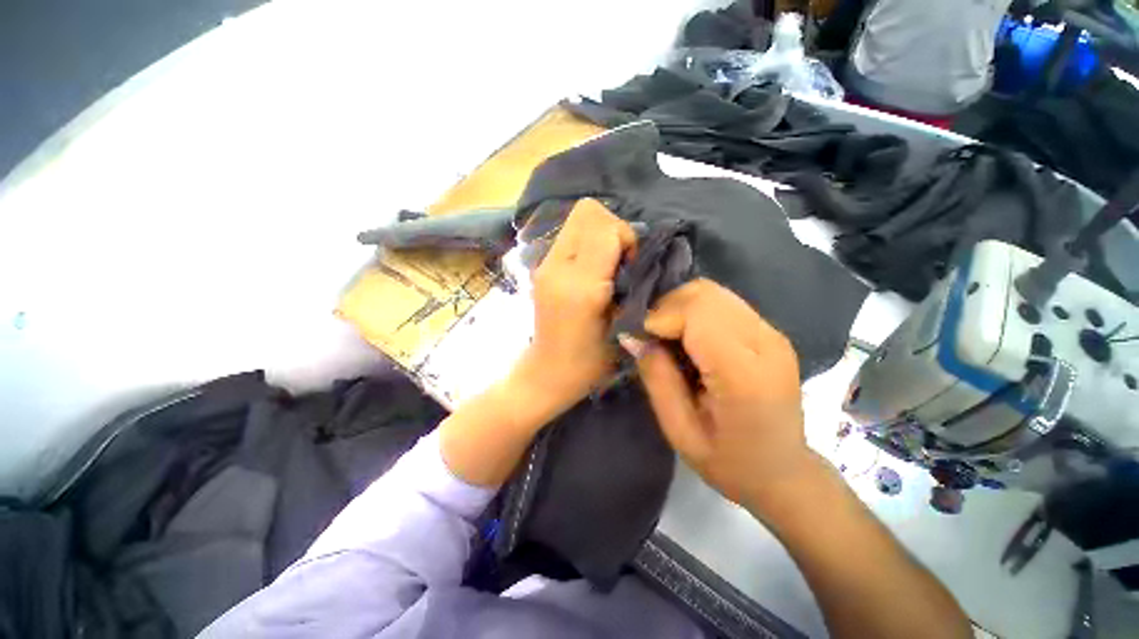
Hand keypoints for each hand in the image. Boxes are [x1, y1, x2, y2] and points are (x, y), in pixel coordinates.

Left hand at [506, 199, 635, 428]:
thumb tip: (636, 254)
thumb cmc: (590, 361)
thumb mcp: (622, 326)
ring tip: (607, 265)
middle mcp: (556, 266)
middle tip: (620, 261)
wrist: (547, 372)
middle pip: (588, 211)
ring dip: (600, 234)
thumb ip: (633, 284)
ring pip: (578, 218)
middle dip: (613, 229)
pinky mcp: (542, 267)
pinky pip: (570, 234)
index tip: (632, 266)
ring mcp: (544, 264)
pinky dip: (587, 242)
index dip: (627, 239)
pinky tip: (592, 269)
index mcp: (579, 285)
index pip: (606, 229)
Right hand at [623, 279, 823, 511]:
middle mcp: (765, 341)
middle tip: (649, 337)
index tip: (638, 339)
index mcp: (745, 373)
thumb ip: (656, 378)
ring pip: (713, 292)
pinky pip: (722, 303)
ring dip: (679, 307)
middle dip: (666, 307)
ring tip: (665, 336)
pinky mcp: (769, 332)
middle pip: (704, 293)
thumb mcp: (680, 431)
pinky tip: (687, 337)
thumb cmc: (730, 462)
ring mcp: (771, 333)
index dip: (658, 317)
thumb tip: (632, 336)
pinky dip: (694, 311)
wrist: (784, 472)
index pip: (696, 312)